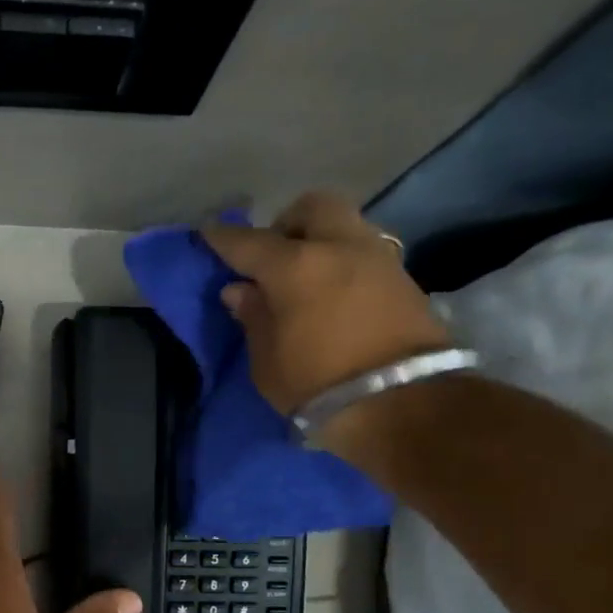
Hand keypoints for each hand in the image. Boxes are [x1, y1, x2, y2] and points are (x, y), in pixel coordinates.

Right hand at [201, 191, 449, 415]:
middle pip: (312, 207)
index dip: (223, 238)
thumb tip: (241, 290)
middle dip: (287, 223)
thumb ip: (253, 317)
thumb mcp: (267, 361)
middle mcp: (339, 247)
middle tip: (273, 257)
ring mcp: (378, 259)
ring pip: (345, 226)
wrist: (402, 405)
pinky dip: (344, 263)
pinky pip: (365, 254)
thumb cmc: (317, 385)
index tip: (208, 234)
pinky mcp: (404, 279)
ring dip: (322, 241)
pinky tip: (335, 293)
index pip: (249, 242)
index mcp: (295, 266)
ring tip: (307, 278)